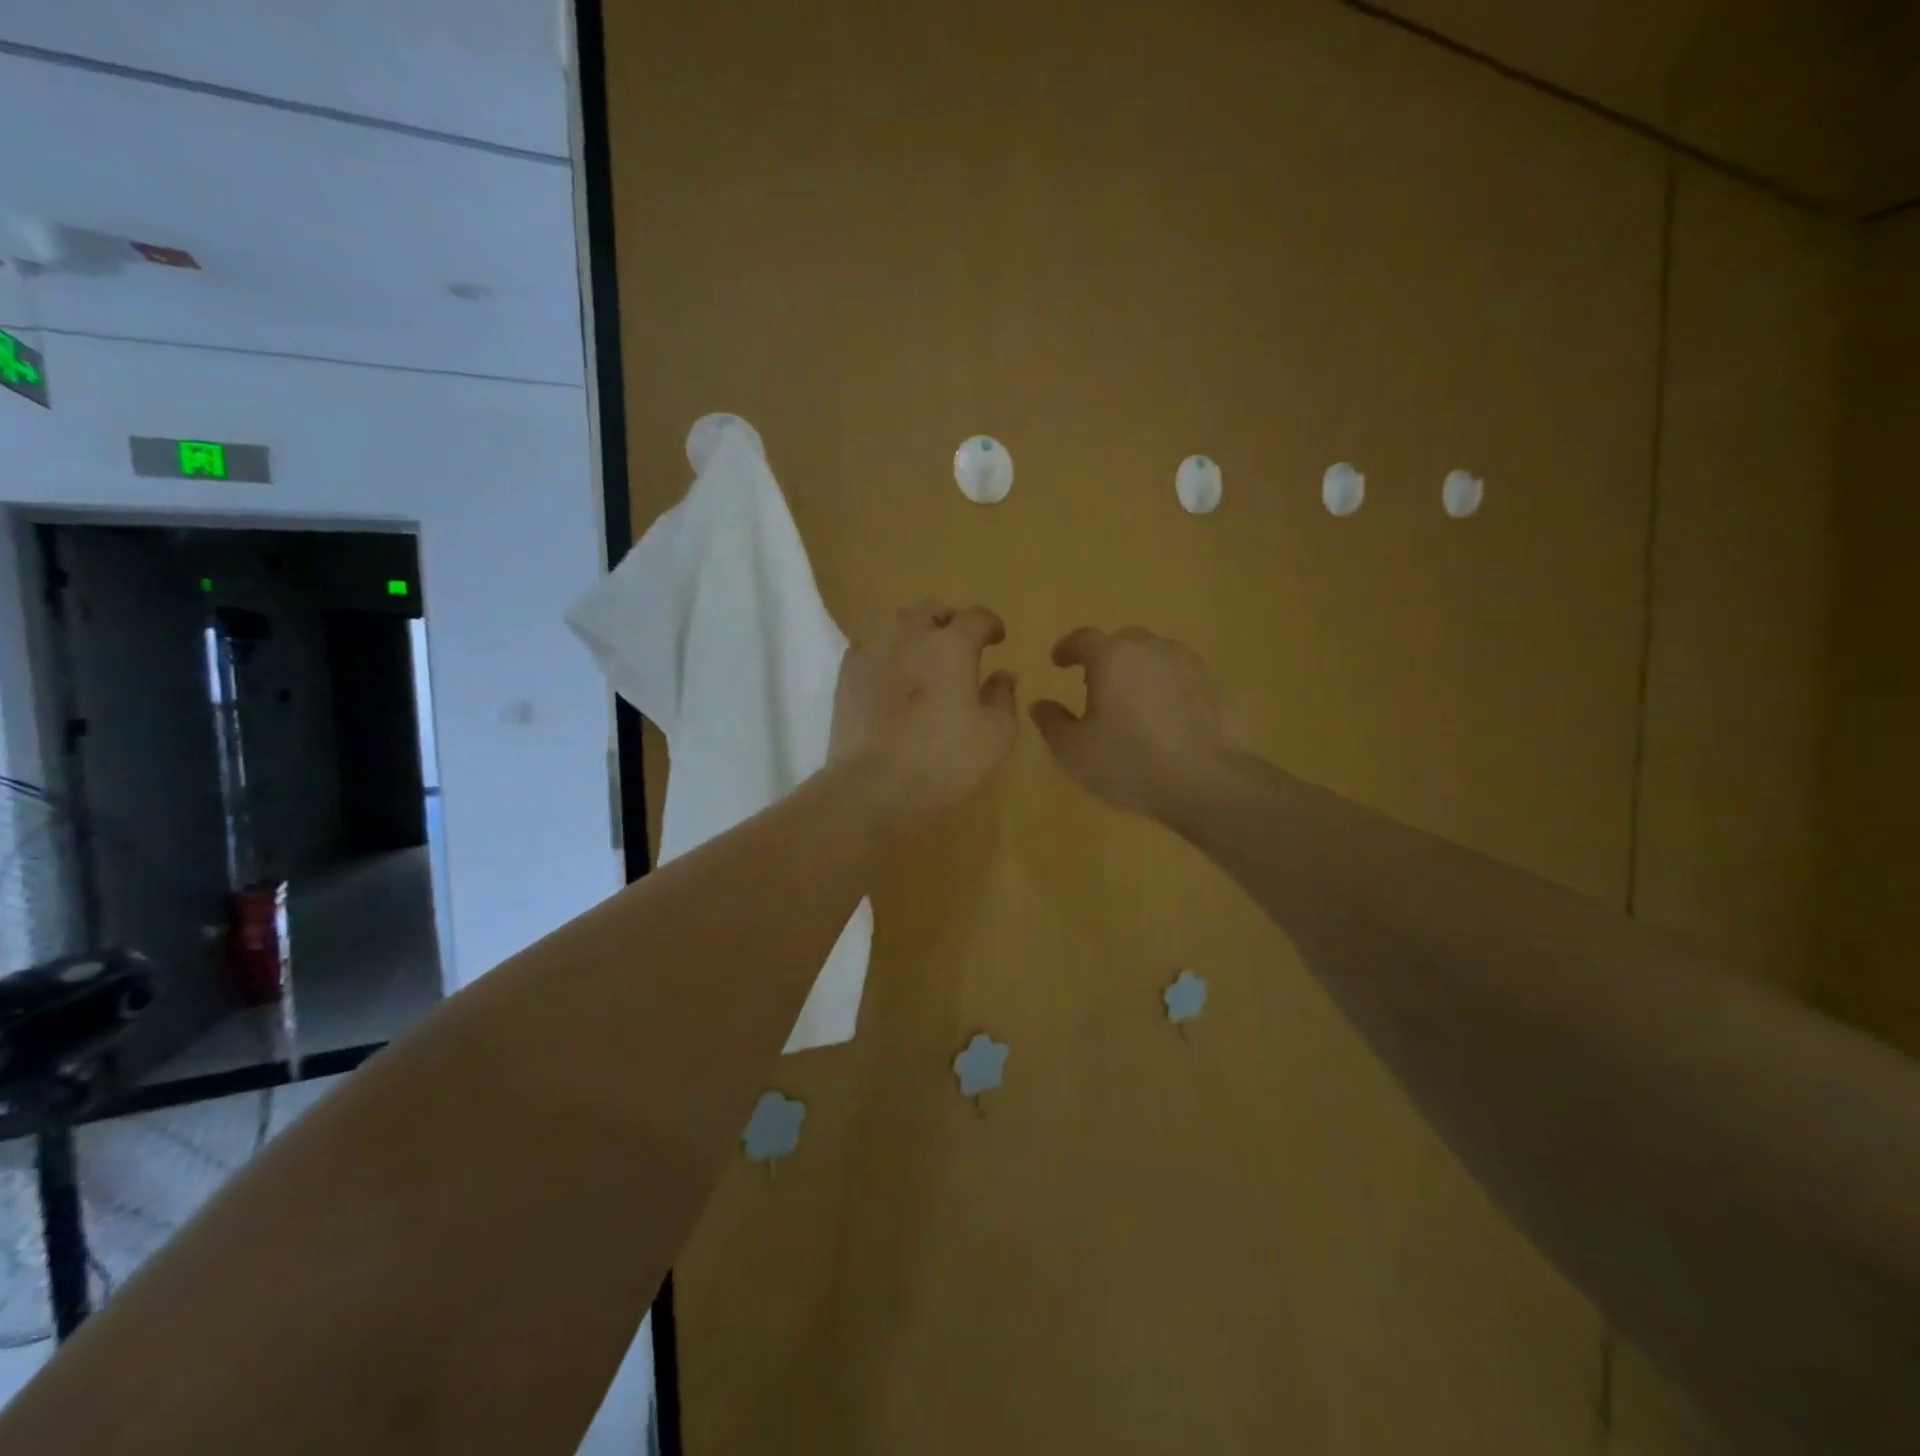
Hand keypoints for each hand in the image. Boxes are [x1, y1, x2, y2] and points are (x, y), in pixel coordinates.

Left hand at [829, 600, 1018, 820]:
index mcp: (951, 646)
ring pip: (895, 625)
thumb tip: (1003, 675)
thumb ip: (1003, 698)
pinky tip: (889, 679)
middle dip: (949, 622)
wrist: (873, 787)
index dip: (990, 624)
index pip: (976, 617)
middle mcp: (909, 637)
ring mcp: (872, 653)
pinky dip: (885, 656)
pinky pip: (869, 650)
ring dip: (914, 635)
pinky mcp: (846, 676)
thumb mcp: (995, 736)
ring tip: (922, 660)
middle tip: (959, 646)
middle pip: (931, 610)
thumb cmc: (944, 760)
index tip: (997, 638)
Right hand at [1030, 626, 1234, 819]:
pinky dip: (1167, 687)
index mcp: (1112, 657)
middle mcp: (1151, 649)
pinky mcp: (1214, 687)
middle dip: (1105, 658)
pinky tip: (1164, 715)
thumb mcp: (1073, 750)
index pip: (1083, 638)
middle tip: (1094, 684)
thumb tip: (1040, 705)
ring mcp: (1188, 664)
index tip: (1058, 661)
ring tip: (1131, 699)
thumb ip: (1051, 722)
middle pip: (1123, 642)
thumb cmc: (1128, 761)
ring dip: (1139, 670)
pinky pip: (1181, 677)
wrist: (1203, 781)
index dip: (1067, 648)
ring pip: (1155, 656)